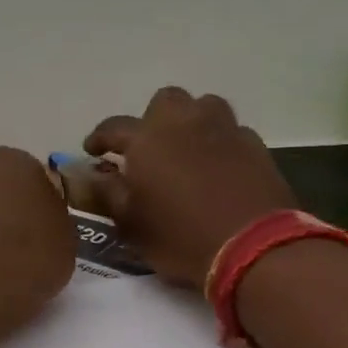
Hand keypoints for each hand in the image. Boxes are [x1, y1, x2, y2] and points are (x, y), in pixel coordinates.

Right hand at [86, 88, 297, 288]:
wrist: (254, 247)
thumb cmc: (181, 237)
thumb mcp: (131, 224)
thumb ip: (108, 193)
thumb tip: (92, 174)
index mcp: (146, 139)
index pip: (113, 127)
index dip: (99, 138)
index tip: (93, 151)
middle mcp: (184, 123)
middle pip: (165, 101)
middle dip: (153, 120)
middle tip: (149, 148)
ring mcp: (224, 129)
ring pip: (203, 106)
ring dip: (191, 121)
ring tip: (187, 148)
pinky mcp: (255, 145)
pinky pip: (231, 131)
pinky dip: (220, 142)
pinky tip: (220, 166)